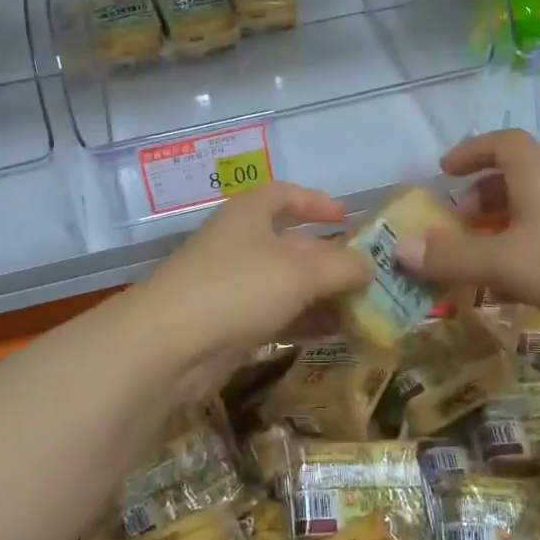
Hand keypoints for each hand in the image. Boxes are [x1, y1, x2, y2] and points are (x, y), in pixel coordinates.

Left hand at [136, 182, 373, 363]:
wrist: (169, 345)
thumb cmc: (238, 288)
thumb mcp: (300, 273)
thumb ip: (342, 266)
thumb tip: (370, 265)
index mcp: (250, 214)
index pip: (285, 195)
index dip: (316, 202)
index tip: (347, 217)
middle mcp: (239, 242)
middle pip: (290, 243)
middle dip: (328, 258)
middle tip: (367, 276)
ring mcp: (230, 283)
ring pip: (284, 283)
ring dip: (320, 294)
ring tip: (361, 310)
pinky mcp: (227, 322)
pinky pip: (274, 314)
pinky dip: (302, 320)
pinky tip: (331, 334)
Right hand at [394, 129, 539, 328]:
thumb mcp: (505, 262)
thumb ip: (452, 256)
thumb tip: (400, 247)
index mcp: (535, 177)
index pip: (501, 143)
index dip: (471, 151)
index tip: (445, 170)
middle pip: (516, 178)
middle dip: (481, 197)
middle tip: (456, 223)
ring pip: (535, 211)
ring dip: (503, 228)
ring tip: (480, 260)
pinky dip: (527, 251)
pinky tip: (519, 287)